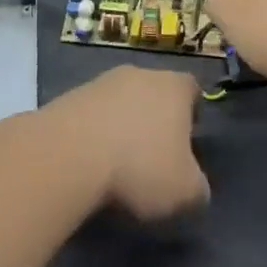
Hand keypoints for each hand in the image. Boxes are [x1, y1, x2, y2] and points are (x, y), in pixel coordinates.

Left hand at [45, 67, 208, 220]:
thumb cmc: (139, 167)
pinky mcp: (70, 97)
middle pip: (155, 92)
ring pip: (121, 102)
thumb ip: (198, 188)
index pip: (192, 89)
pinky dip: (94, 135)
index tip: (189, 141)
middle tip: (154, 156)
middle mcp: (140, 73)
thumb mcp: (185, 192)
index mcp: (175, 87)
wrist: (68, 155)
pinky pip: (92, 115)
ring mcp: (101, 82)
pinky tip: (90, 163)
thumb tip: (195, 188)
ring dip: (122, 126)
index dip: (193, 114)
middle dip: (155, 120)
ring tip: (118, 164)